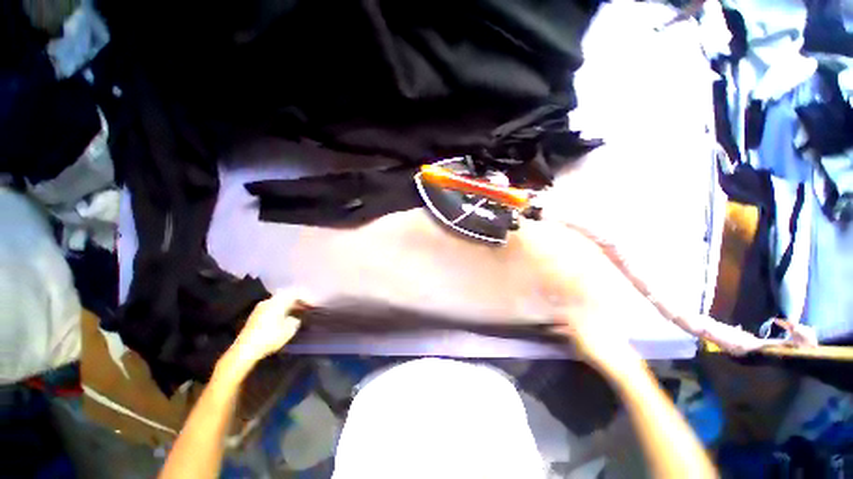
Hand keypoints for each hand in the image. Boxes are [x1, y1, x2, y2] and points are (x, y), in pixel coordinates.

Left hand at [230, 291, 302, 366]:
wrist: (245, 349)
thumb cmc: (270, 337)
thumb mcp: (289, 330)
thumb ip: (295, 321)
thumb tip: (295, 318)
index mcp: (278, 302)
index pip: (295, 293)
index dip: (305, 298)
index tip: (311, 305)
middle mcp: (269, 301)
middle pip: (285, 296)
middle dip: (296, 301)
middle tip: (304, 307)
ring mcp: (260, 308)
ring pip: (278, 302)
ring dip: (287, 306)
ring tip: (294, 313)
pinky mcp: (254, 316)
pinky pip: (271, 307)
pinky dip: (279, 310)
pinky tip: (282, 318)